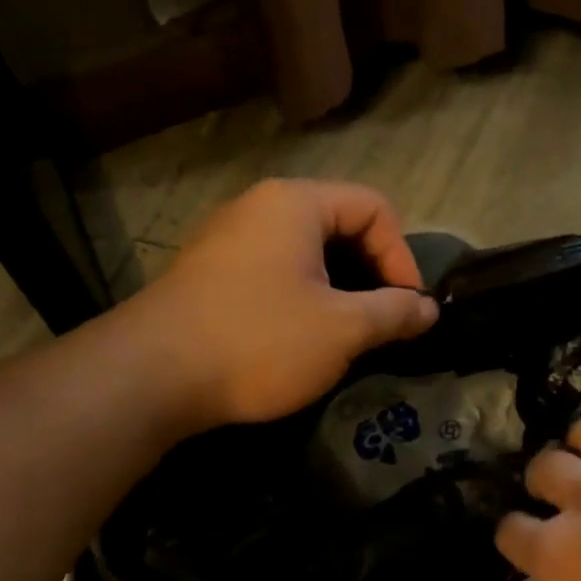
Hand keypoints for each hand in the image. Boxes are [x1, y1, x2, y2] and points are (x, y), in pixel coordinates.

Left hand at [130, 179, 438, 429]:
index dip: (402, 256)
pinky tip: (301, 340)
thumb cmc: (259, 340)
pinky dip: (302, 298)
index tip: (408, 309)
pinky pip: (273, 273)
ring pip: (306, 254)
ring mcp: (228, 240)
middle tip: (382, 324)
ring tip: (348, 336)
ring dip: (338, 291)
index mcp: (295, 203)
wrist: (151, 376)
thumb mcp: (342, 329)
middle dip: (371, 274)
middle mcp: (259, 207)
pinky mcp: (209, 274)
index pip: (374, 208)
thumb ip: (394, 313)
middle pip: (339, 226)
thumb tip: (429, 309)